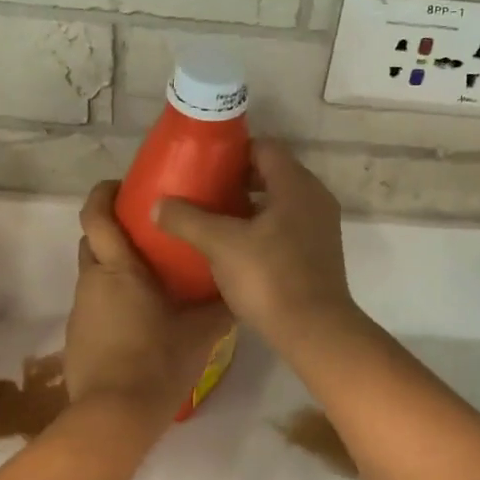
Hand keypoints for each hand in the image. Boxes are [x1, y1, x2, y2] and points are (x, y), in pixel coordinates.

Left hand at [65, 182, 232, 416]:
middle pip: (93, 241)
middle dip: (114, 231)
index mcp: (118, 270)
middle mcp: (92, 282)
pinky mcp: (77, 337)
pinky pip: (94, 305)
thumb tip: (240, 289)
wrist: (114, 417)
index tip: (123, 185)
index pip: (96, 215)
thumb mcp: (200, 334)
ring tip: (152, 280)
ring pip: (94, 275)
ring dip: (116, 269)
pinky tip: (139, 320)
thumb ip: (220, 308)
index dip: (104, 193)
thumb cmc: (157, 363)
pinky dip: (112, 301)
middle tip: (149, 234)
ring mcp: (80, 311)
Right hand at [152, 141, 358, 347]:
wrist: (314, 332)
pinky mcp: (318, 254)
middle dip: (236, 181)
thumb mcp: (220, 244)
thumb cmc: (269, 278)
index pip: (264, 148)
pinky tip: (234, 247)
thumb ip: (187, 219)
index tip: (203, 164)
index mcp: (296, 185)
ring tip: (212, 219)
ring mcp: (320, 227)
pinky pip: (286, 227)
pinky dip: (261, 229)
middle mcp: (314, 198)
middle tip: (202, 191)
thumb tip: (158, 204)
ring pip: (278, 203)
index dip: (232, 151)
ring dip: (248, 207)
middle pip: (271, 174)